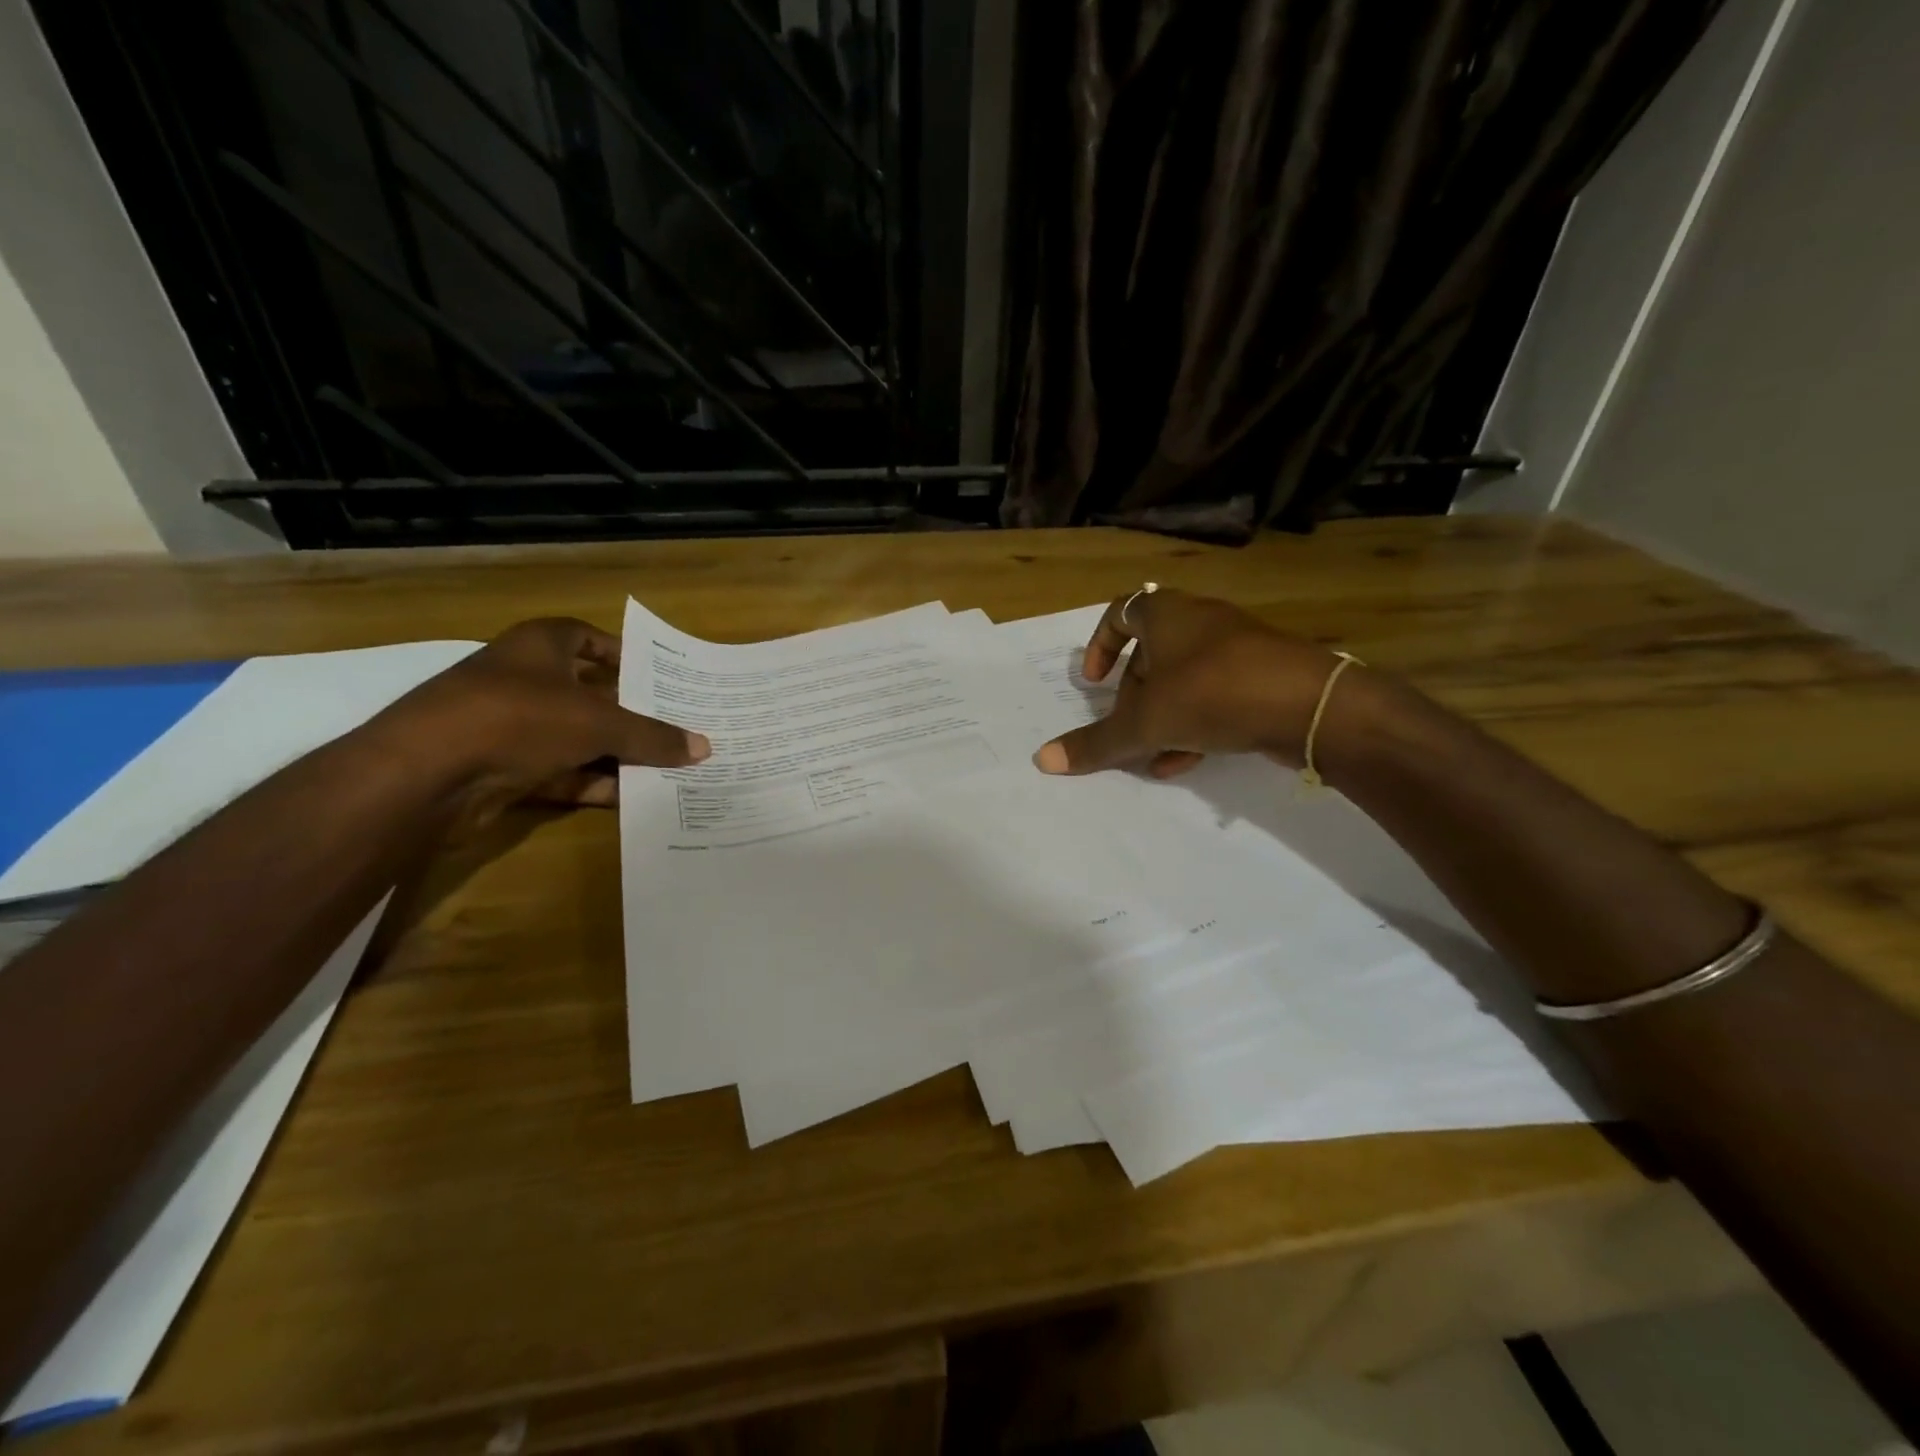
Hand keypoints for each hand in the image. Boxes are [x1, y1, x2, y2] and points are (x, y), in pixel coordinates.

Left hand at [370, 617, 708, 820]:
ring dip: (617, 754)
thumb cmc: (518, 718)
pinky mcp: (504, 768)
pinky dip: (593, 783)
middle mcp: (525, 681)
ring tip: (668, 767)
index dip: (623, 653)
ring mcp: (511, 726)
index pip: (588, 637)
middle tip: (678, 727)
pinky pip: (562, 772)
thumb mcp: (598, 723)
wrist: (426, 775)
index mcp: (541, 646)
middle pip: (590, 694)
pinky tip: (633, 797)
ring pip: (578, 737)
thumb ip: (652, 735)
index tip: (661, 676)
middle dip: (632, 713)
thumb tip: (704, 747)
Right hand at [1031, 588, 1355, 777]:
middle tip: (1126, 728)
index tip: (1094, 682)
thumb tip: (1041, 760)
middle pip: (1151, 654)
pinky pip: (1215, 696)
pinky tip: (1184, 763)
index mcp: (1167, 615)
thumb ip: (1095, 742)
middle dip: (1132, 696)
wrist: (1311, 705)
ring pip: (1183, 680)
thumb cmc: (1213, 694)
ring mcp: (1236, 648)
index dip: (1101, 645)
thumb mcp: (1145, 723)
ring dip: (1161, 717)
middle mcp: (1200, 622)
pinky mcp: (1262, 676)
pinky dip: (1194, 725)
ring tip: (1151, 755)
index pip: (1121, 612)